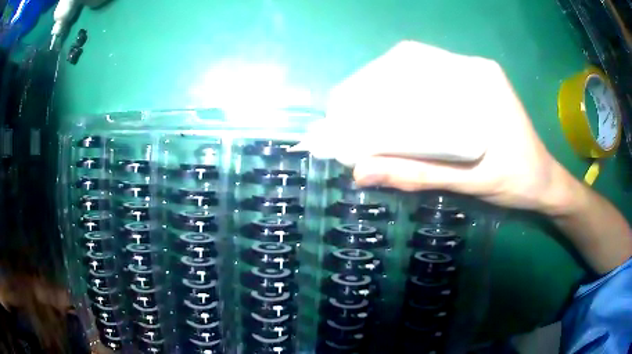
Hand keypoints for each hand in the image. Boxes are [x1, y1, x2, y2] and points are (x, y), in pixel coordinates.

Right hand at [299, 41, 569, 213]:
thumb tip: (361, 172)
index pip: (417, 61)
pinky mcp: (475, 88)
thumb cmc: (518, 183)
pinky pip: (434, 80)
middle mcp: (475, 69)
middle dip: (375, 81)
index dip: (376, 76)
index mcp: (480, 81)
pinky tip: (394, 112)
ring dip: (388, 85)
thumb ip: (419, 175)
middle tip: (350, 110)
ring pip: (421, 68)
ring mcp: (475, 76)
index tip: (349, 101)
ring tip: (364, 111)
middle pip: (414, 61)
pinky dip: (407, 92)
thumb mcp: (470, 183)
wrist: (545, 183)